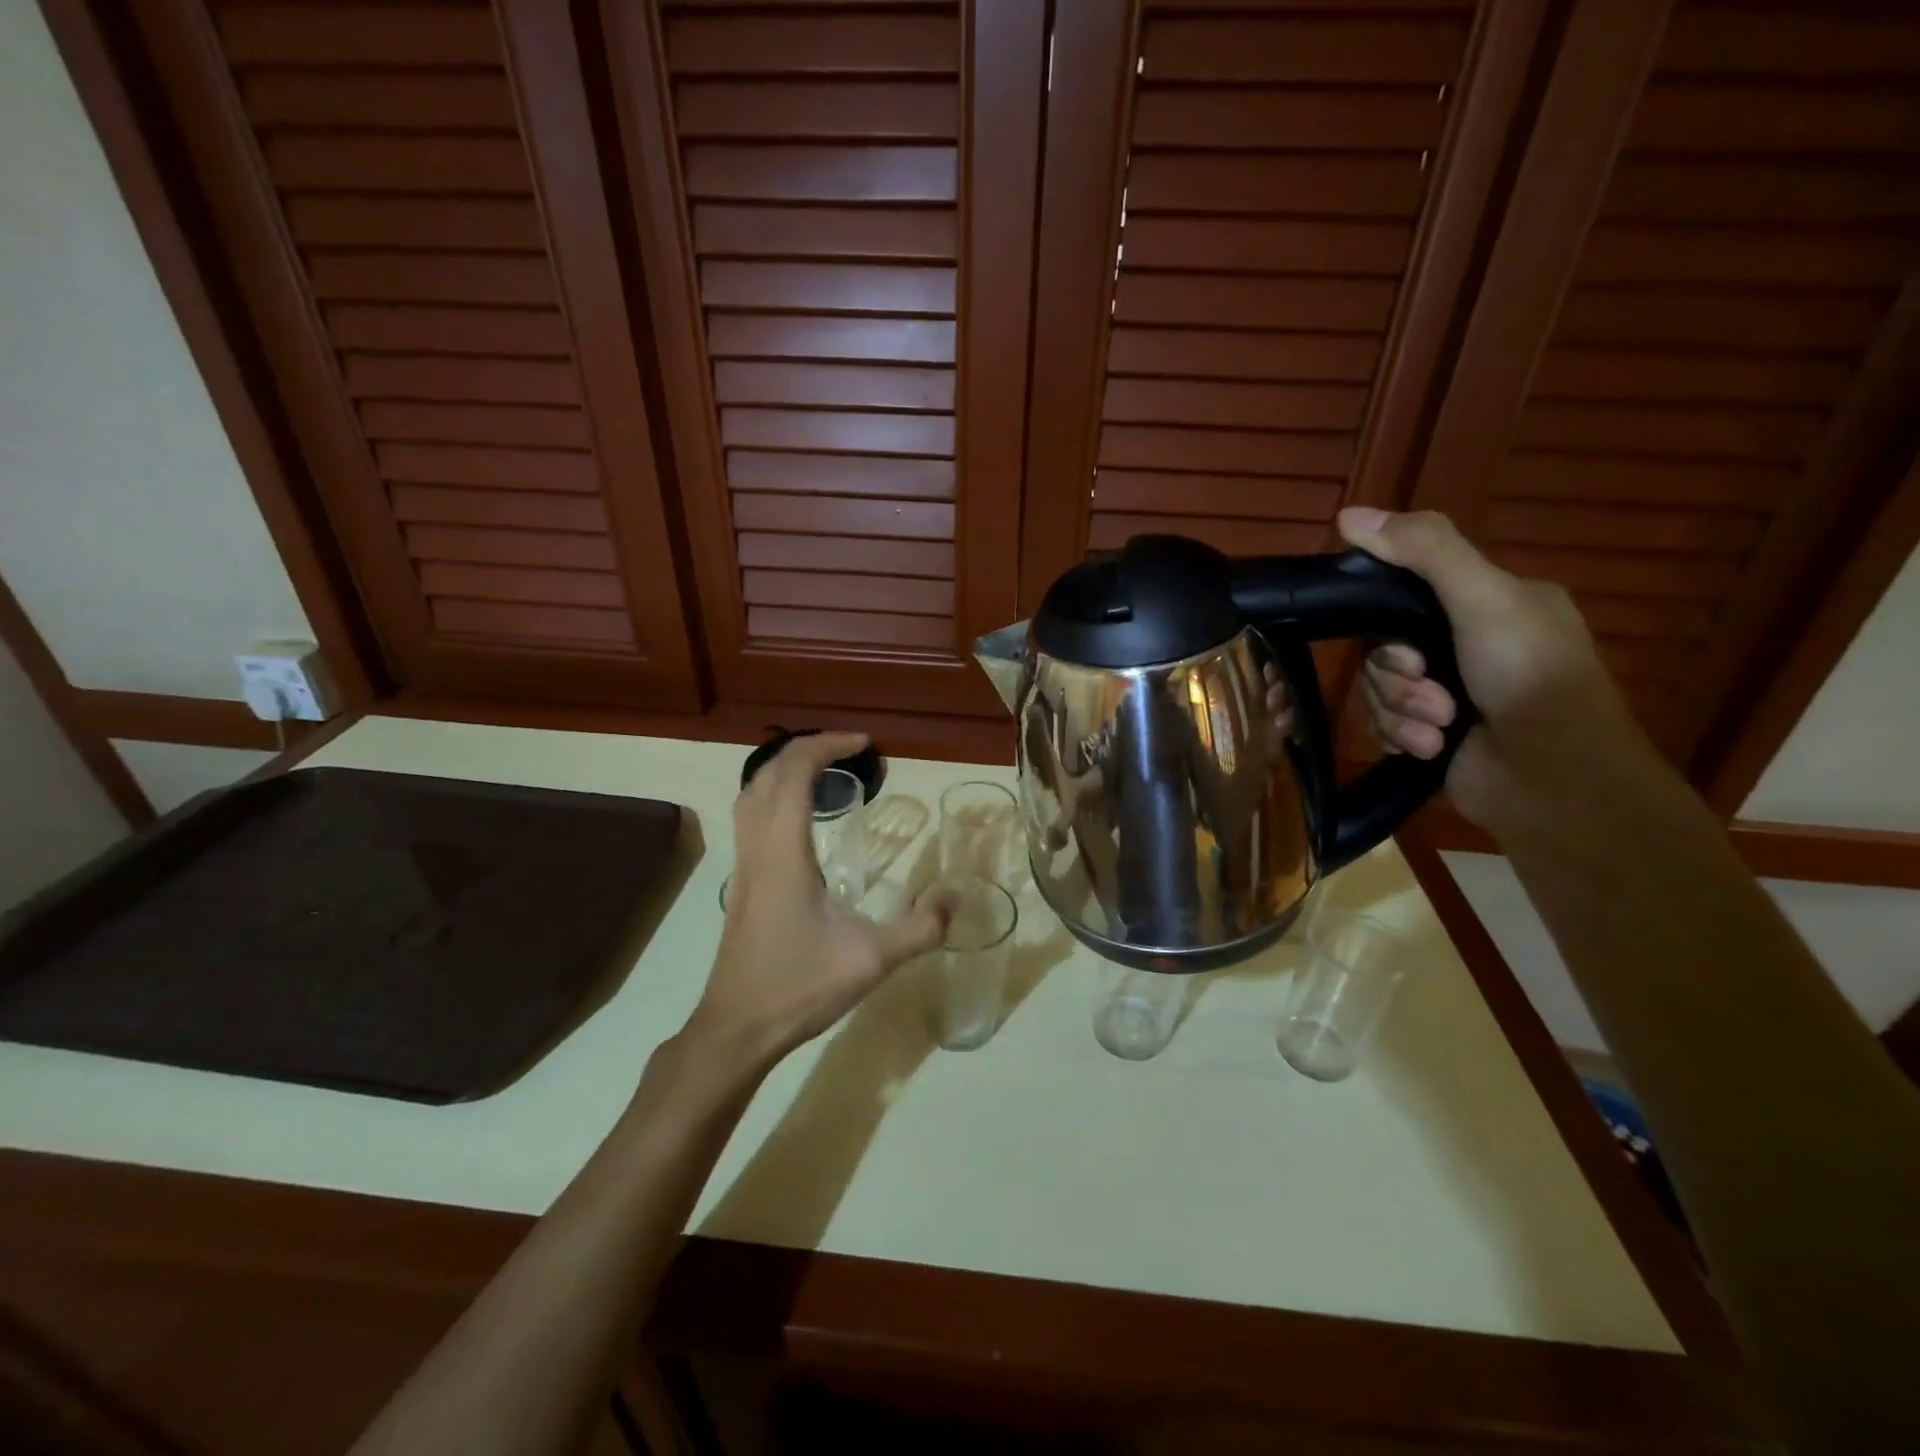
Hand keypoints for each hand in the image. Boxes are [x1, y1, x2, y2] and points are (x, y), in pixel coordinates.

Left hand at [689, 732, 955, 1068]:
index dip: (827, 746)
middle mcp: (758, 848)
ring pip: (751, 793)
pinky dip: (774, 795)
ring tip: (825, 772)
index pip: (796, 774)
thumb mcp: (871, 959)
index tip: (864, 744)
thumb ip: (921, 928)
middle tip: (850, 750)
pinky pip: (750, 817)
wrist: (737, 1029)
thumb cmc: (799, 987)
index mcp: (785, 852)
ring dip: (784, 769)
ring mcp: (744, 865)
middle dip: (807, 748)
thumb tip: (960, 898)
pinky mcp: (742, 883)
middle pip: (768, 773)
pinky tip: (802, 819)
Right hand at [1334, 507, 1639, 824]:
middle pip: (1382, 648)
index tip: (1398, 636)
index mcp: (1490, 603)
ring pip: (1378, 690)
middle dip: (1397, 676)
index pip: (1404, 593)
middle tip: (1429, 691)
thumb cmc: (1529, 678)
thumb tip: (1347, 515)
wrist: (1553, 780)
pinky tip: (1429, 748)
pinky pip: (1382, 724)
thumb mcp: (1485, 598)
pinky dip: (1401, 736)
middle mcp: (1466, 645)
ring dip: (1400, 710)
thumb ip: (1423, 551)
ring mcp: (1447, 694)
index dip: (1385, 617)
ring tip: (1438, 728)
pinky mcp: (1430, 735)